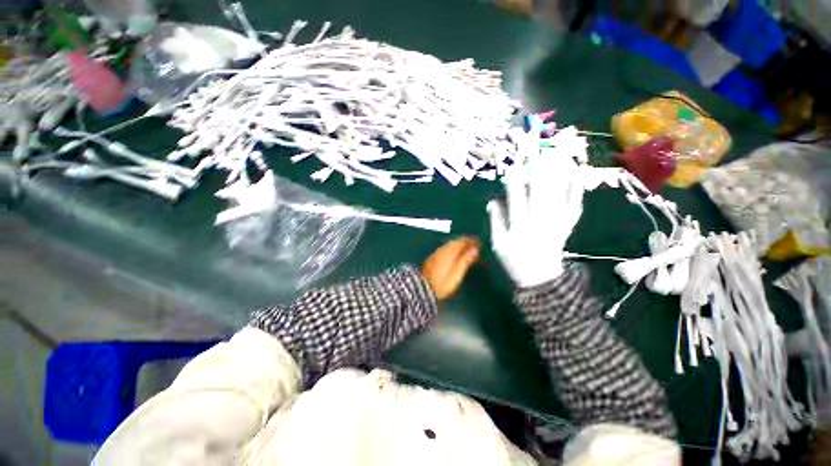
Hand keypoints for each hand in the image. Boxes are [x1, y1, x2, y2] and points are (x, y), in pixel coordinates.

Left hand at [421, 237, 480, 300]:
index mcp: (449, 252)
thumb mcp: (456, 274)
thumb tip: (475, 250)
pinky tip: (454, 252)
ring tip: (466, 247)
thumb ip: (465, 261)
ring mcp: (436, 253)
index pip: (462, 242)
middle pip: (455, 242)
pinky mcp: (432, 258)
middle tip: (474, 243)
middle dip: (465, 241)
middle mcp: (442, 250)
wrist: (421, 289)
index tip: (479, 242)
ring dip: (458, 243)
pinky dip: (452, 247)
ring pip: (449, 244)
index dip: (471, 241)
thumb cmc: (442, 284)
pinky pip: (445, 248)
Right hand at [487, 133, 584, 286]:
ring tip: (556, 152)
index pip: (516, 199)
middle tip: (536, 150)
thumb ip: (495, 222)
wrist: (541, 277)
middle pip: (540, 191)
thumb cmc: (515, 260)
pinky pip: (575, 204)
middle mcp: (540, 221)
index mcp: (520, 226)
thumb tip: (492, 201)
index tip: (512, 166)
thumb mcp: (498, 244)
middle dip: (538, 169)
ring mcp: (557, 222)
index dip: (514, 182)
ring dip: (558, 172)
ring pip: (559, 194)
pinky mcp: (568, 224)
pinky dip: (577, 188)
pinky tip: (577, 171)